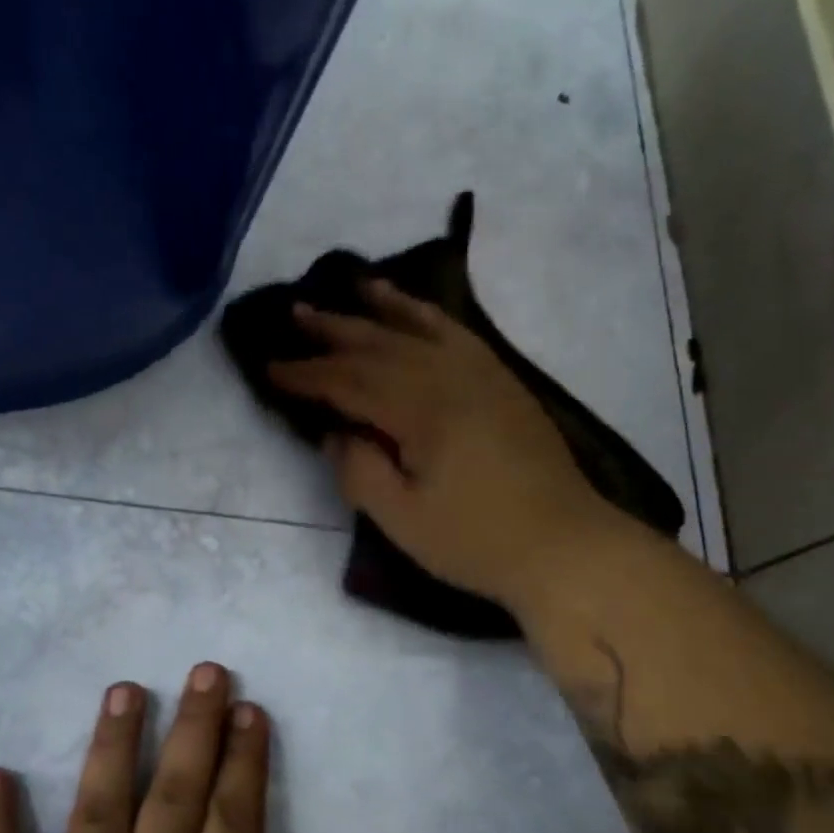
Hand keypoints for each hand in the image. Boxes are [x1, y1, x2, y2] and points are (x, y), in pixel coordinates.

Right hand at [269, 282, 610, 609]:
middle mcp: (448, 376)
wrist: (564, 545)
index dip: (306, 375)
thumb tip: (334, 432)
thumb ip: (359, 471)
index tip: (269, 368)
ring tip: (350, 287)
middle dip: (333, 331)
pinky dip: (428, 314)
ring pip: (418, 328)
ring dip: (379, 308)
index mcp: (420, 410)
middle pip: (379, 345)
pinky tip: (413, 309)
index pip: (349, 382)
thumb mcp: (402, 520)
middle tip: (294, 315)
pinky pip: (456, 332)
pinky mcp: (501, 380)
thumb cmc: (476, 541)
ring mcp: (480, 373)